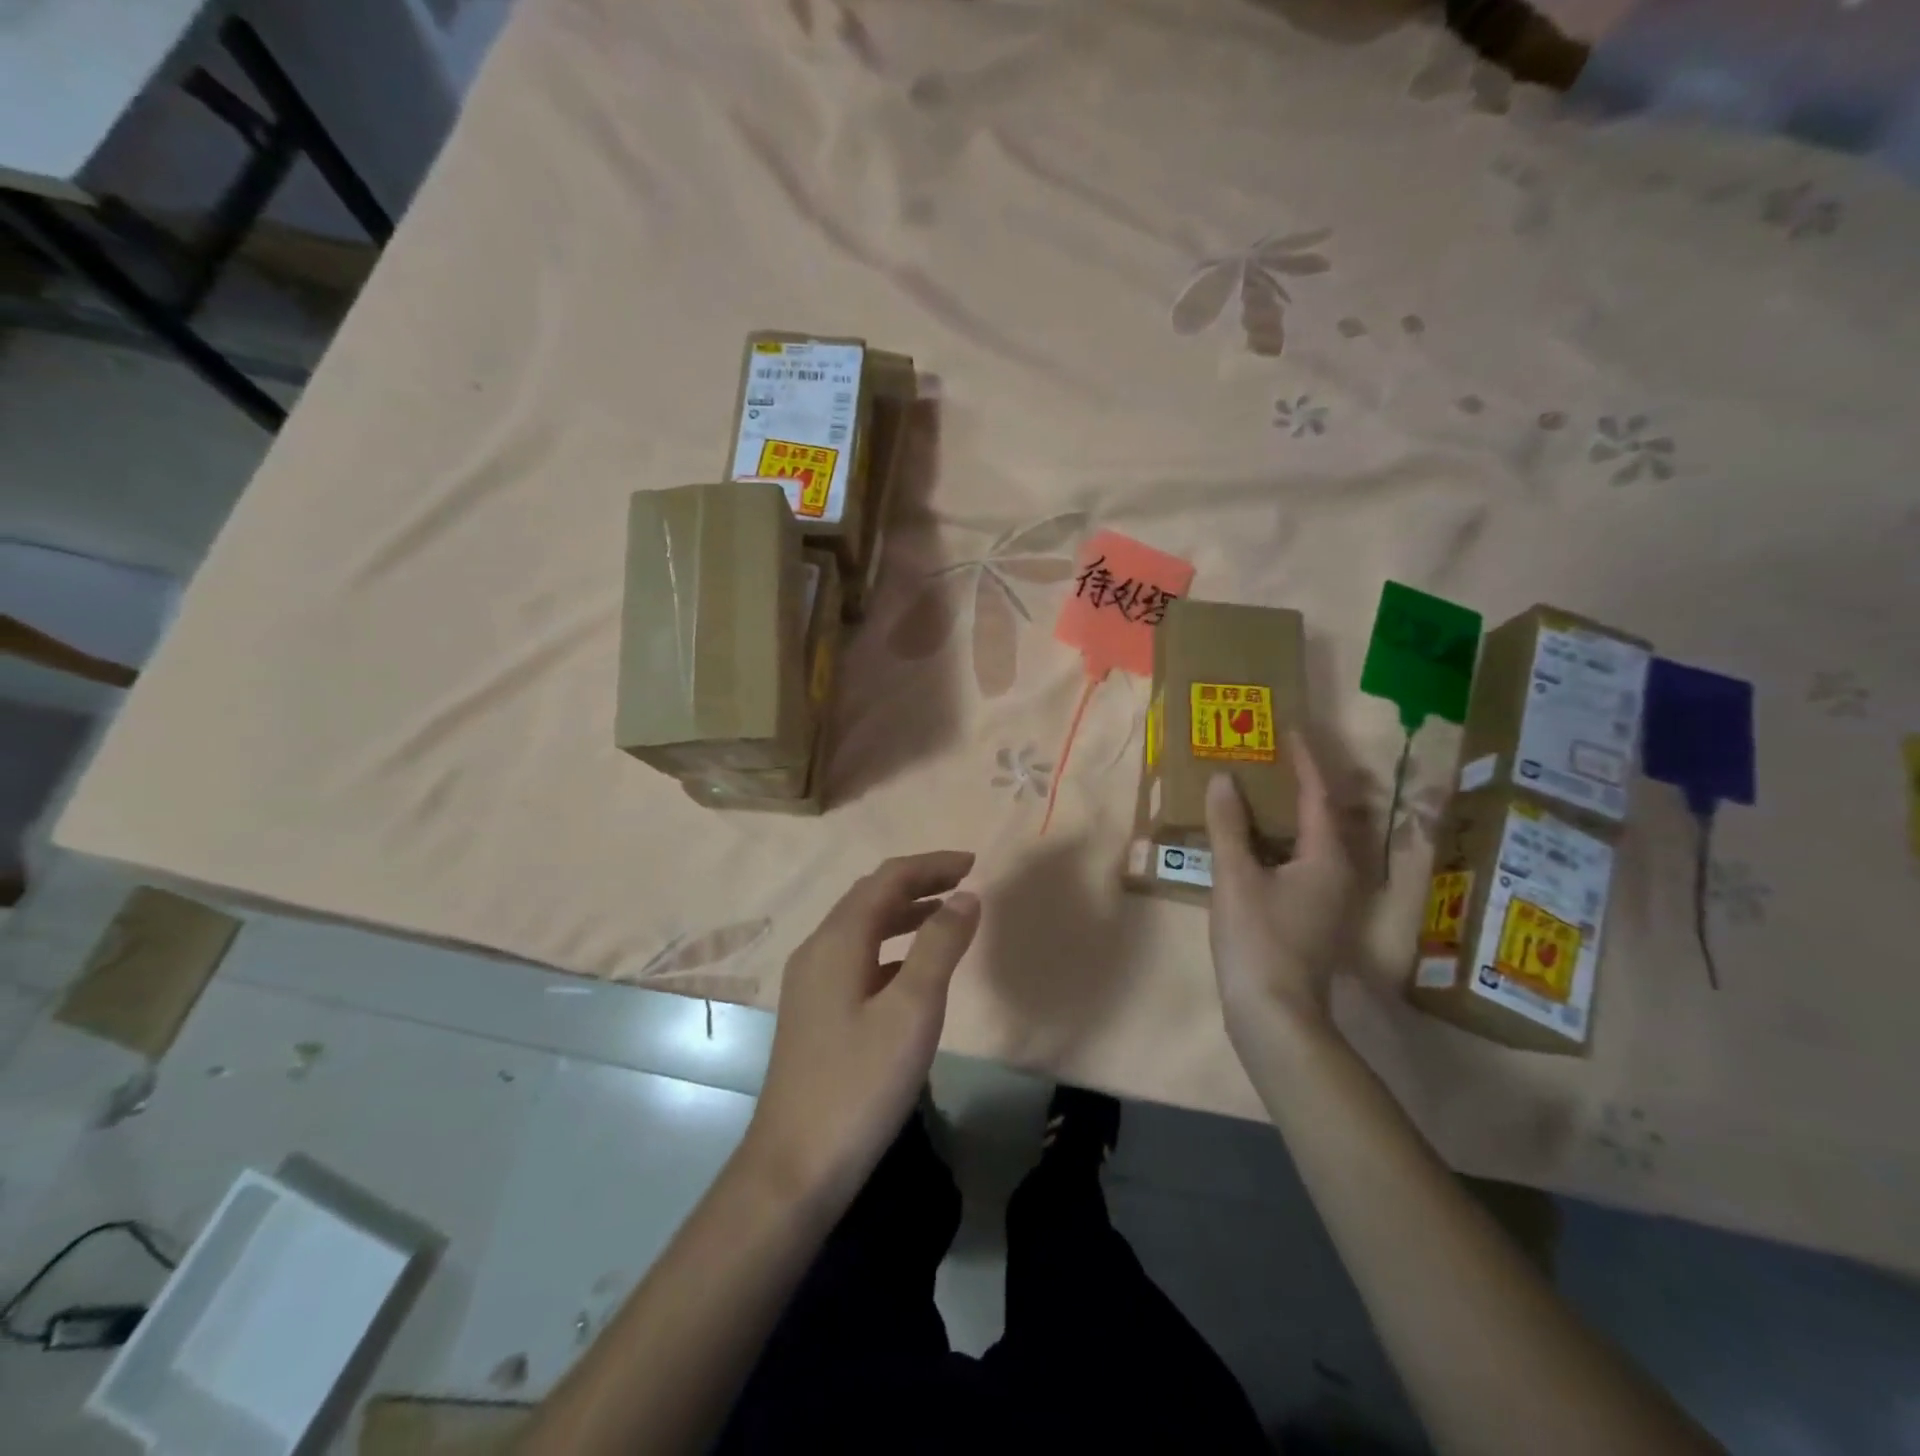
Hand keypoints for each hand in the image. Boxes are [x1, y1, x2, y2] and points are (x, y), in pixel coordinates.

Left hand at [744, 851, 980, 1210]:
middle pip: (871, 896)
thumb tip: (965, 896)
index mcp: (837, 941)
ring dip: (904, 912)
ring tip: (947, 914)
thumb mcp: (913, 1011)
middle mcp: (818, 950)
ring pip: (862, 927)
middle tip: (965, 882)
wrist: (795, 1166)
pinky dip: (891, 945)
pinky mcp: (815, 1011)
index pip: (887, 879)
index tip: (974, 863)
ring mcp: (811, 982)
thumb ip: (940, 946)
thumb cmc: (860, 1083)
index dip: (931, 865)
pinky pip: (857, 956)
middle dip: (918, 882)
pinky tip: (913, 968)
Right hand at [1204, 733, 1355, 1045]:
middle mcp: (1339, 873)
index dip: (1304, 760)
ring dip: (1290, 813)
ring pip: (1312, 841)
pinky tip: (1254, 840)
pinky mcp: (1312, 915)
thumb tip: (1223, 779)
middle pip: (1323, 816)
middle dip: (1300, 783)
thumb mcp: (1236, 877)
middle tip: (1271, 756)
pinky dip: (1280, 840)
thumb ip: (1228, 826)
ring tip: (1260, 789)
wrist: (1273, 1014)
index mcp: (1327, 858)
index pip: (1319, 796)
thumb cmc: (1258, 940)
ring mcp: (1328, 898)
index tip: (1290, 729)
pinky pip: (1301, 861)